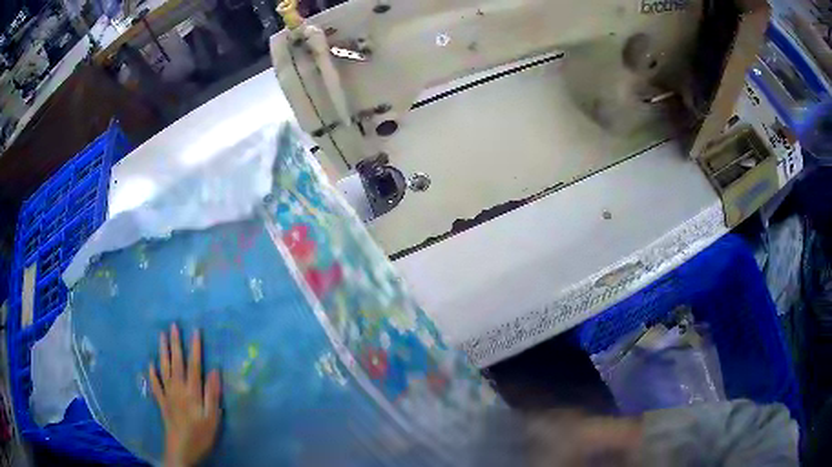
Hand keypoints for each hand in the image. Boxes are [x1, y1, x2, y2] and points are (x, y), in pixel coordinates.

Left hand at [149, 324, 221, 466]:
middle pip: (176, 362)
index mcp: (192, 391)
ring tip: (161, 335)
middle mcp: (178, 388)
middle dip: (175, 343)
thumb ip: (212, 394)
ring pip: (164, 368)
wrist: (181, 450)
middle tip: (173, 325)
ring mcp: (168, 394)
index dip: (195, 347)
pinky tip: (150, 364)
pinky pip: (156, 384)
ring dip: (163, 351)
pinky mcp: (162, 403)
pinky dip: (153, 373)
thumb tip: (214, 370)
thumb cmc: (201, 434)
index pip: (194, 365)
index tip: (195, 330)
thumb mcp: (212, 418)